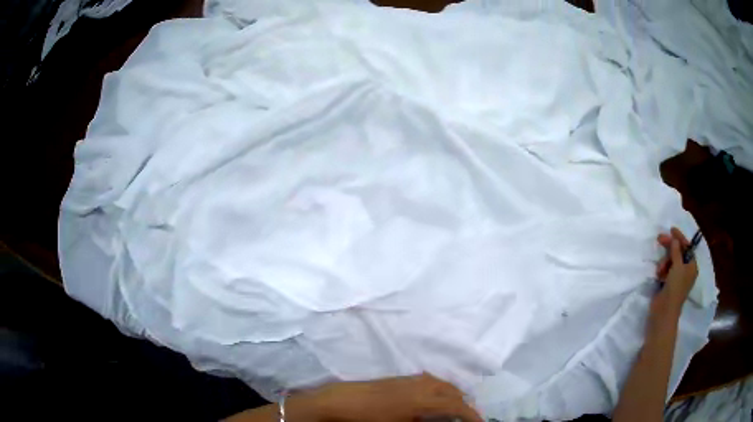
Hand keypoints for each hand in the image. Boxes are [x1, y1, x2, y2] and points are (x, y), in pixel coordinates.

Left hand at [288, 374, 482, 421]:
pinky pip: (431, 381)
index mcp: (423, 399)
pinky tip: (435, 401)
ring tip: (454, 411)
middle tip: (467, 420)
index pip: (456, 406)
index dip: (471, 415)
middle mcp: (422, 384)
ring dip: (453, 396)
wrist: (341, 401)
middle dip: (464, 406)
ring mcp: (411, 379)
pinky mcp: (402, 378)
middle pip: (453, 392)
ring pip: (443, 384)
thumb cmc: (370, 419)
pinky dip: (441, 390)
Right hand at [651, 227, 697, 318]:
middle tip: (659, 238)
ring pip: (671, 260)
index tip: (671, 229)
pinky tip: (659, 274)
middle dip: (670, 247)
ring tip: (660, 269)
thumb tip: (674, 239)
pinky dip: (662, 269)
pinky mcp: (668, 283)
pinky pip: (666, 269)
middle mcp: (686, 270)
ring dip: (664, 261)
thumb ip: (676, 251)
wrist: (664, 312)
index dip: (679, 238)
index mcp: (691, 266)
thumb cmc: (675, 289)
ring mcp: (677, 277)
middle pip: (678, 252)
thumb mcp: (677, 267)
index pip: (687, 247)